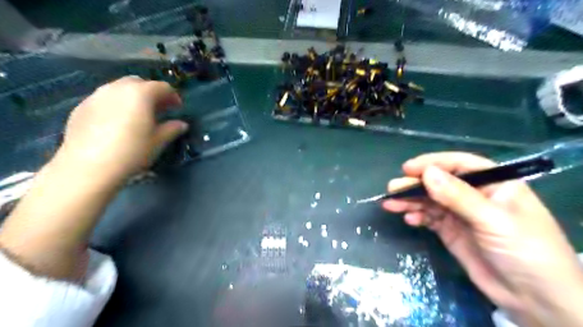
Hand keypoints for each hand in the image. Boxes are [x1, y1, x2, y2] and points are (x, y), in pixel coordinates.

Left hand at [57, 77, 187, 182]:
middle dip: (152, 93)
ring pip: (120, 89)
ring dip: (133, 97)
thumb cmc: (132, 151)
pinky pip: (105, 99)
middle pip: (139, 82)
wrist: (89, 166)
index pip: (162, 87)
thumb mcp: (158, 141)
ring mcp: (96, 96)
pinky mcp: (82, 107)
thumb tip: (181, 124)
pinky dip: (116, 104)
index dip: (173, 96)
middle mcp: (117, 88)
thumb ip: (172, 128)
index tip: (177, 108)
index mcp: (140, 93)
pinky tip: (118, 122)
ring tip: (139, 115)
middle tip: (159, 109)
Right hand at [383, 152, 582, 323]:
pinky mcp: (452, 231)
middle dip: (415, 185)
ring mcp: (461, 214)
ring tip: (391, 204)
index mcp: (494, 184)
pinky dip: (418, 217)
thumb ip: (458, 196)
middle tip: (392, 189)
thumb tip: (427, 173)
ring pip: (431, 201)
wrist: (535, 300)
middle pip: (440, 183)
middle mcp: (475, 196)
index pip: (460, 165)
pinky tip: (409, 220)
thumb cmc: (525, 252)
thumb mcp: (493, 220)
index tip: (408, 169)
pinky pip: (430, 218)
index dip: (433, 163)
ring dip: (411, 201)